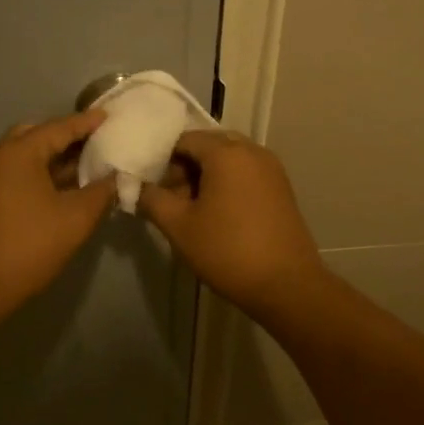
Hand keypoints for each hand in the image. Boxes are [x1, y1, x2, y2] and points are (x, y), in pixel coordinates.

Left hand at [0, 110, 116, 322]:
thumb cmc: (28, 246)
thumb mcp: (76, 218)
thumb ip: (101, 192)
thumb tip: (115, 177)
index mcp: (19, 151)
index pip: (60, 127)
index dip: (88, 123)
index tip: (110, 116)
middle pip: (39, 135)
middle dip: (68, 137)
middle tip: (98, 141)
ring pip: (27, 156)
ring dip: (55, 158)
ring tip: (87, 164)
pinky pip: (18, 173)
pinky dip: (41, 173)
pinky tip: (63, 188)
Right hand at [137, 131, 326, 316]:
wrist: (286, 285)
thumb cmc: (227, 251)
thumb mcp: (179, 227)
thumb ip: (152, 199)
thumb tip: (136, 187)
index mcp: (226, 152)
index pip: (185, 139)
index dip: (164, 162)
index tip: (157, 191)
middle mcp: (252, 150)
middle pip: (208, 146)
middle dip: (186, 168)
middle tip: (173, 202)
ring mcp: (272, 168)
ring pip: (229, 160)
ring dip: (207, 178)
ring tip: (195, 213)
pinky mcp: (282, 188)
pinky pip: (247, 173)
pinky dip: (228, 185)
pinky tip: (220, 217)